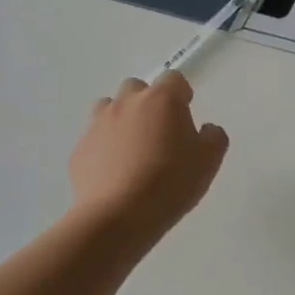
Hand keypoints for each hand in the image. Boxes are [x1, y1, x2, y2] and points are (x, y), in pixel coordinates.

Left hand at [67, 73, 227, 247]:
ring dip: (123, 119)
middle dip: (149, 102)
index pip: (174, 79)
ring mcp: (98, 125)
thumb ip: (214, 137)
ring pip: (109, 108)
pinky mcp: (80, 150)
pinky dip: (106, 148)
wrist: (119, 215)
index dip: (182, 94)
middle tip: (160, 131)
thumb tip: (205, 129)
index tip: (187, 114)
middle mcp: (126, 104)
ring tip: (135, 149)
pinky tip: (118, 173)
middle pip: (136, 87)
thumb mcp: (210, 160)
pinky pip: (96, 139)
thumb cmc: (172, 182)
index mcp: (162, 100)